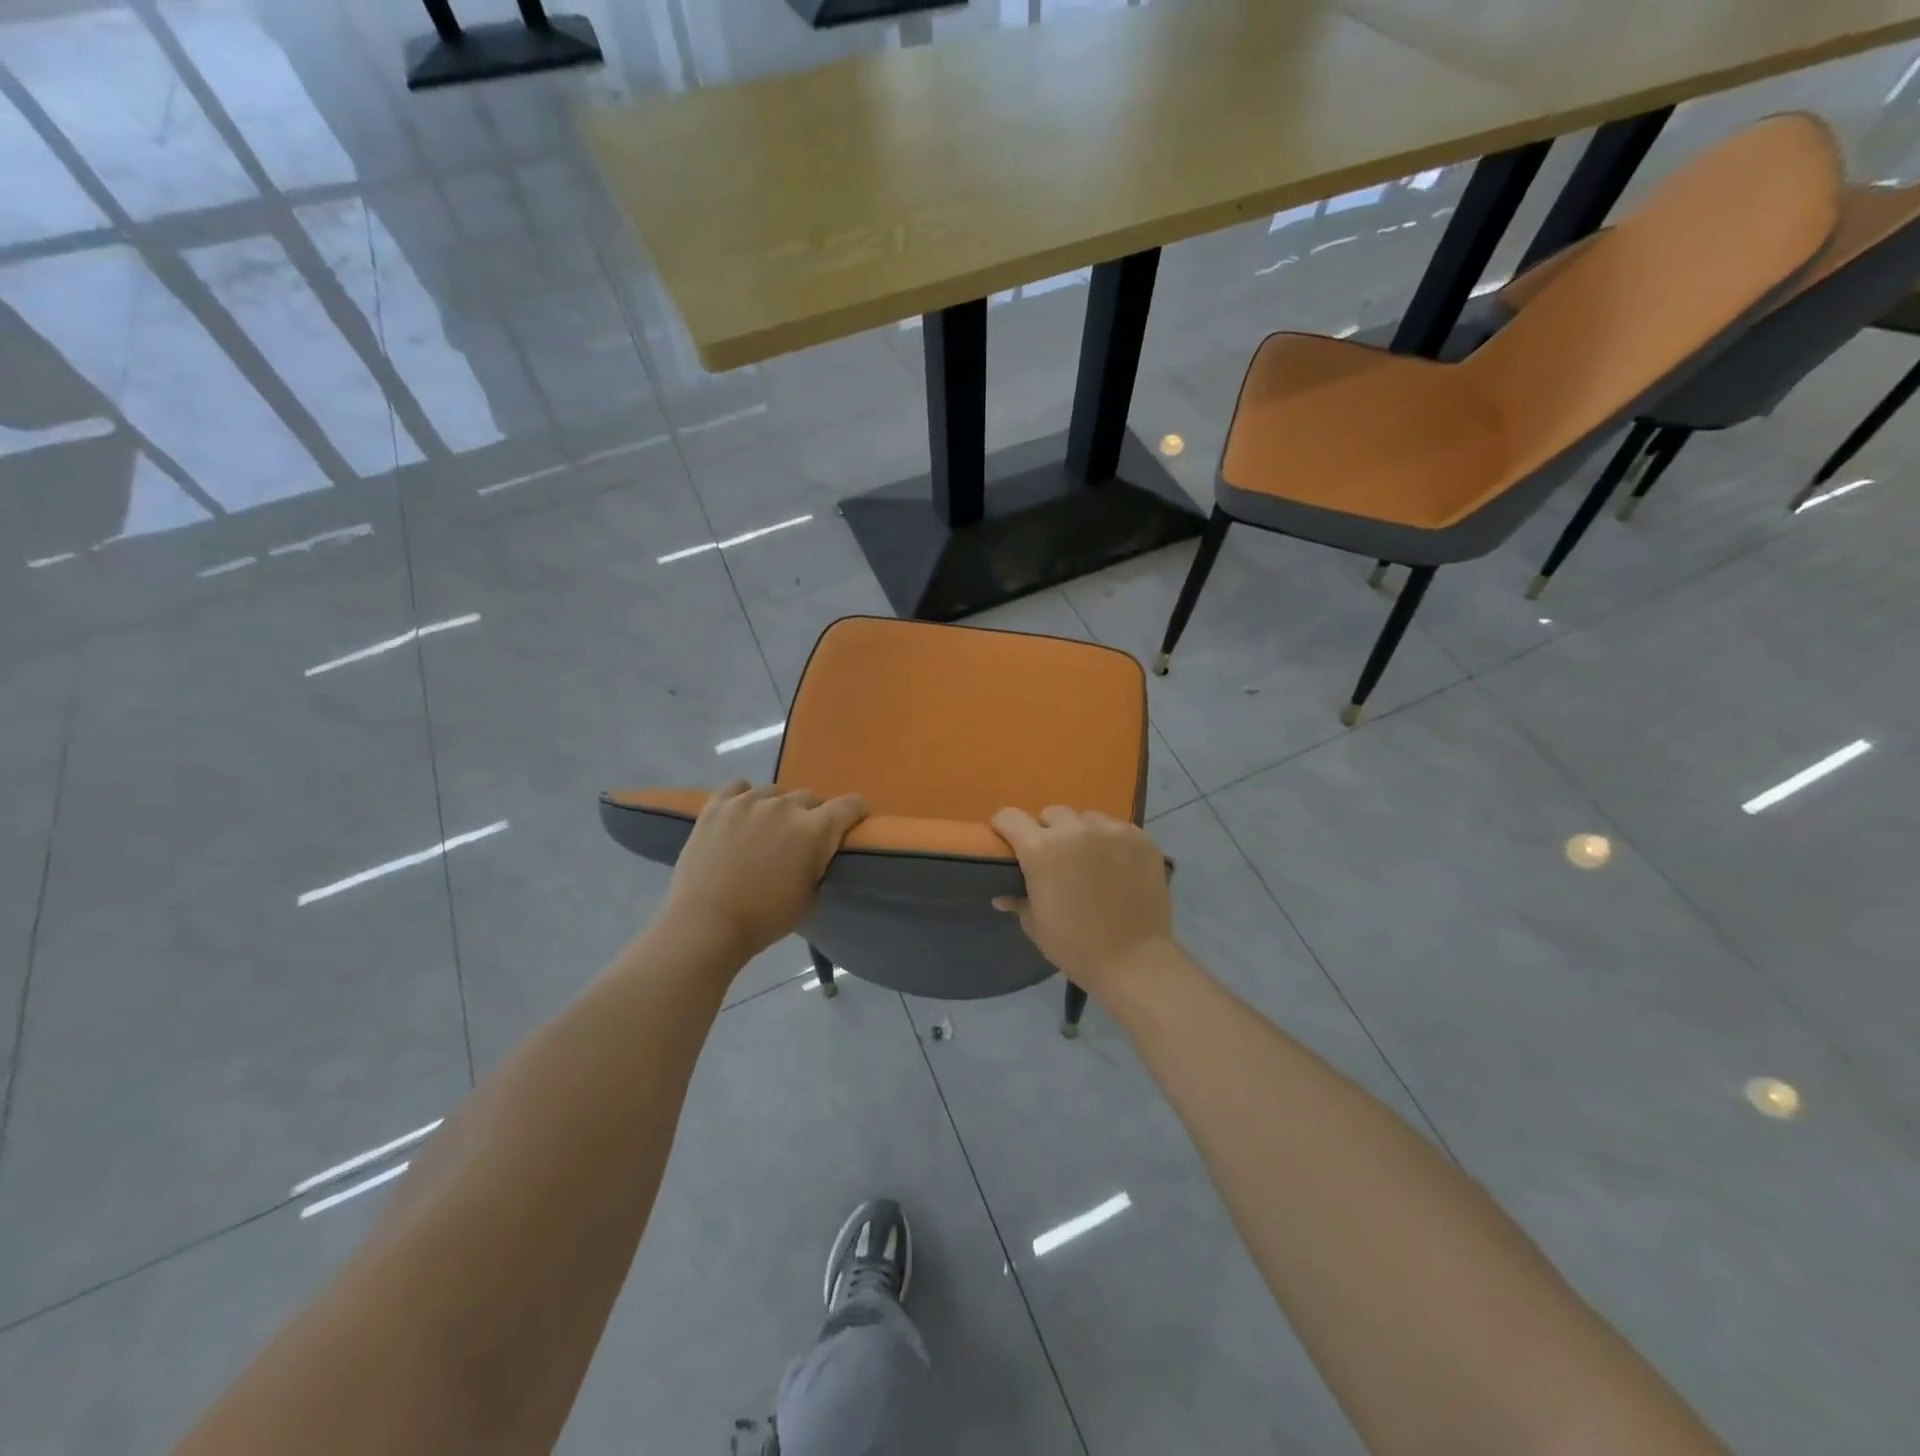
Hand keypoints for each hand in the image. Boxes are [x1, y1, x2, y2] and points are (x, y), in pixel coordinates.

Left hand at [662, 781, 867, 958]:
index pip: (850, 805)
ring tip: (768, 829)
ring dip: (779, 808)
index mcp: (815, 830)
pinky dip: (745, 797)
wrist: (706, 925)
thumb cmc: (765, 919)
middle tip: (802, 839)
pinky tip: (742, 814)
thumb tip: (816, 853)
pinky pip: (738, 787)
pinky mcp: (717, 806)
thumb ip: (819, 864)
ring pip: (775, 792)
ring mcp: (748, 802)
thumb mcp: (811, 897)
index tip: (854, 823)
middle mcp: (785, 806)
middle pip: (811, 797)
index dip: (856, 812)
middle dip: (813, 815)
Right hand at [989, 806, 1172, 990]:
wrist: (1133, 961)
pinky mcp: (1141, 839)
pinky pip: (1118, 829)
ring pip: (1088, 818)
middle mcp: (1075, 831)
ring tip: (1090, 860)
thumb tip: (1001, 895)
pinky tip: (1117, 865)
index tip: (1008, 840)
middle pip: (1052, 814)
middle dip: (1048, 831)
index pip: (1010, 817)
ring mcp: (1112, 832)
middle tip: (1055, 857)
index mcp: (1041, 850)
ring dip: (1082, 834)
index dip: (1005, 827)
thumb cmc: (1075, 946)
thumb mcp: (1036, 925)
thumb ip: (1018, 900)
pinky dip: (1112, 842)